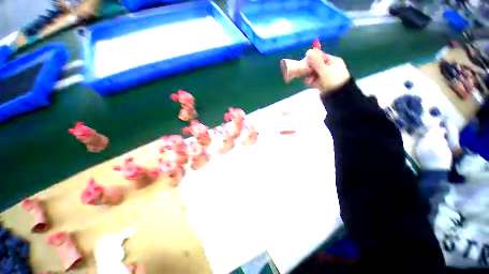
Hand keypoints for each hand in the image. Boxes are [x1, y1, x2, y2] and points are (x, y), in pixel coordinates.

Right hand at [303, 49, 349, 93]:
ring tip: (310, 81)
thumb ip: (316, 62)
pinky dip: (311, 81)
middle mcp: (329, 67)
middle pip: (316, 65)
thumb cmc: (333, 80)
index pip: (320, 56)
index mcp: (332, 61)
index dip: (312, 59)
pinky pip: (314, 80)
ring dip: (310, 76)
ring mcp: (325, 76)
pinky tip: (310, 83)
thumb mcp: (324, 70)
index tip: (305, 64)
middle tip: (306, 73)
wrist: (338, 95)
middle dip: (310, 69)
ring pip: (314, 73)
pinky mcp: (322, 83)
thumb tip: (308, 51)